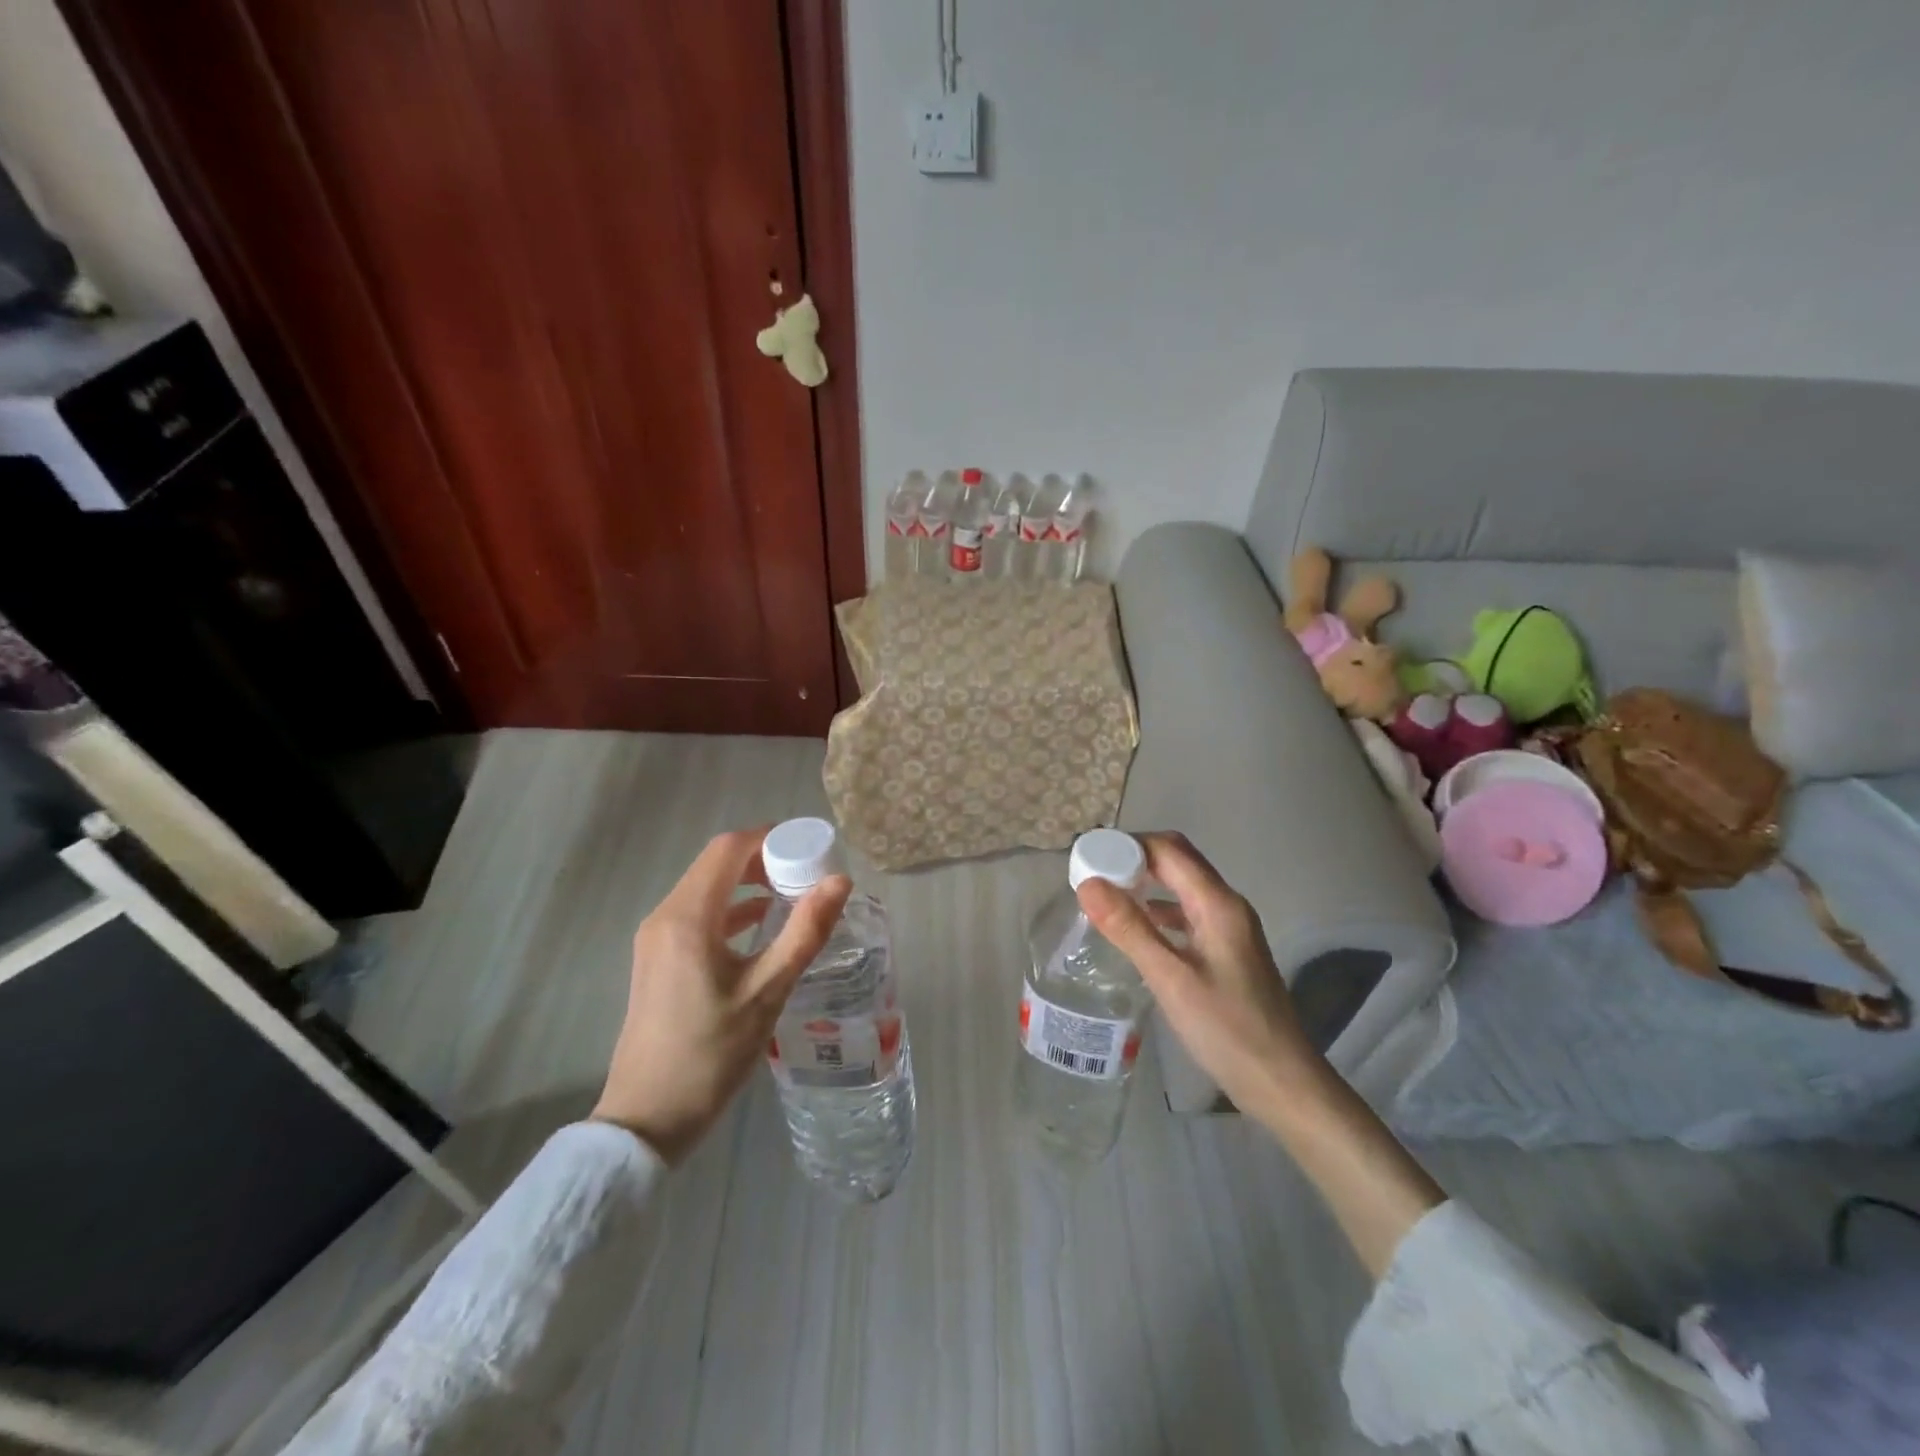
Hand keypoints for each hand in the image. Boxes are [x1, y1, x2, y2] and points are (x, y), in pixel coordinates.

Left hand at [592, 828, 850, 1163]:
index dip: (770, 838)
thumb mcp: (767, 992)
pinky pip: (699, 914)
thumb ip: (804, 932)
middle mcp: (666, 916)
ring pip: (707, 888)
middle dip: (764, 859)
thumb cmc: (709, 1054)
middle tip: (809, 871)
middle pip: (717, 863)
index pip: (729, 849)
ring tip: (795, 894)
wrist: (646, 1119)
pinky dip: (733, 909)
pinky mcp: (658, 959)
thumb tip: (840, 881)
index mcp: (688, 917)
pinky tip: (763, 926)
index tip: (811, 847)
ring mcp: (657, 938)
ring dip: (749, 883)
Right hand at [1076, 832, 1316, 1121]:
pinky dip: (1159, 910)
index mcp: (1217, 904)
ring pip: (1182, 886)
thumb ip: (1129, 929)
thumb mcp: (1171, 979)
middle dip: (1134, 859)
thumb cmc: (1227, 1029)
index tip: (1089, 857)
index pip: (1169, 850)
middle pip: (1177, 861)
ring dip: (1146, 882)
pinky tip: (1137, 928)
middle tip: (1092, 873)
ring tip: (1106, 895)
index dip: (1127, 846)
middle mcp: (1226, 905)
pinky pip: (1187, 913)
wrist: (1282, 1082)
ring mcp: (1229, 928)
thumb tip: (1087, 884)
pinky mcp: (1226, 950)